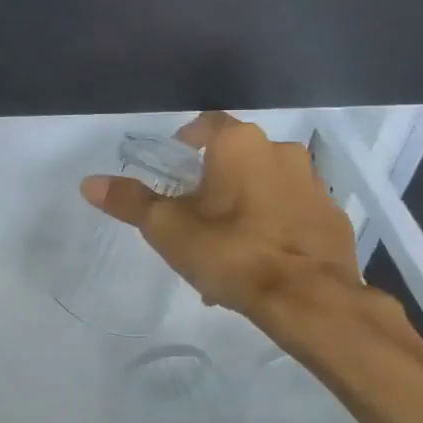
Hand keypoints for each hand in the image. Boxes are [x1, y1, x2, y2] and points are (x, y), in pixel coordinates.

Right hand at [81, 111, 362, 337]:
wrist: (309, 298)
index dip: (187, 142)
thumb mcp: (168, 229)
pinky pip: (294, 213)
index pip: (207, 125)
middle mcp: (281, 151)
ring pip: (268, 187)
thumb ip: (130, 201)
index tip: (175, 167)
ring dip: (247, 206)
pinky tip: (261, 262)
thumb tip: (88, 182)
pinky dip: (276, 227)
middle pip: (239, 157)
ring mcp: (314, 184)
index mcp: (240, 144)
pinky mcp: (334, 217)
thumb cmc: (232, 252)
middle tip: (196, 216)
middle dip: (217, 182)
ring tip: (227, 249)